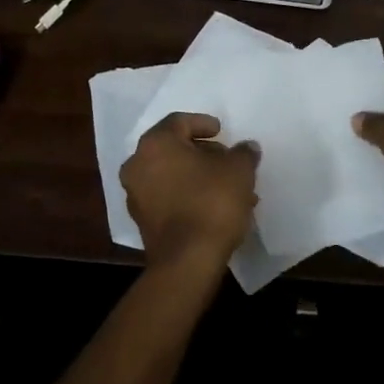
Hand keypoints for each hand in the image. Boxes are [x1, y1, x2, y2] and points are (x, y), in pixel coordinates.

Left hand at [119, 113, 258, 276]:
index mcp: (156, 143)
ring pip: (172, 175)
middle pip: (174, 149)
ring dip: (199, 177)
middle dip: (203, 153)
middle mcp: (138, 164)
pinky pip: (168, 197)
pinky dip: (189, 195)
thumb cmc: (211, 202)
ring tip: (230, 188)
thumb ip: (243, 153)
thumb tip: (247, 147)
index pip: (179, 122)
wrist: (188, 261)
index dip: (202, 124)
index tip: (221, 131)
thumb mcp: (238, 170)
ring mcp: (136, 194)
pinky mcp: (142, 221)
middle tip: (228, 160)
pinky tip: (216, 206)